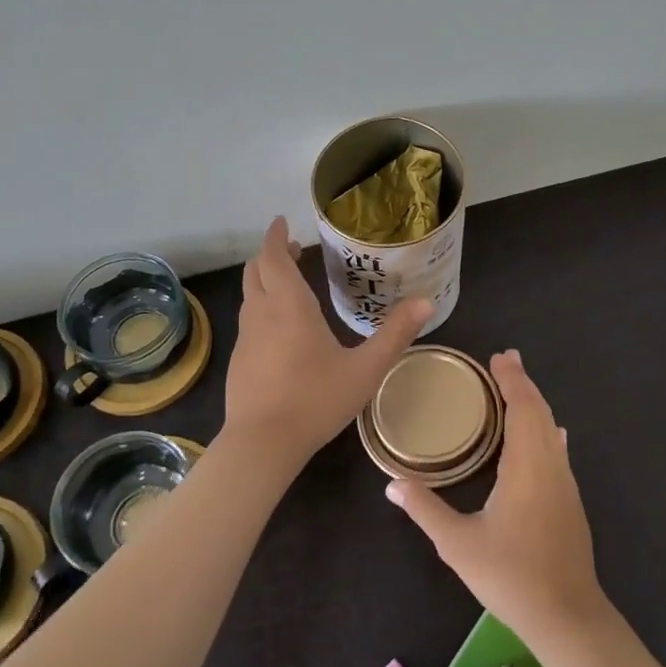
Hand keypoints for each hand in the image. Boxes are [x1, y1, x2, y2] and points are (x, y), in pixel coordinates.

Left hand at [223, 216, 432, 467]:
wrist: (262, 443)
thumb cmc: (315, 400)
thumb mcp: (365, 369)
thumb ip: (395, 335)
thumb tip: (426, 302)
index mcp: (289, 306)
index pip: (273, 257)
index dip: (275, 236)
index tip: (283, 223)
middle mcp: (262, 313)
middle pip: (256, 271)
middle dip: (271, 254)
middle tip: (293, 248)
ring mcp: (246, 337)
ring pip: (250, 295)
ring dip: (265, 280)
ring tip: (290, 282)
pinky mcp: (239, 359)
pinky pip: (249, 320)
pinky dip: (262, 307)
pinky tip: (281, 328)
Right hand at [386, 350, 607, 647]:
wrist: (567, 617)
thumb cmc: (510, 576)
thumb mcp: (457, 544)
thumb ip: (425, 509)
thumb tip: (391, 484)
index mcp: (526, 467)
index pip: (522, 408)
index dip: (512, 380)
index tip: (499, 358)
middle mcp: (550, 467)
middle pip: (540, 412)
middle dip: (523, 383)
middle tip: (505, 360)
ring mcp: (565, 485)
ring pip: (551, 430)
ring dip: (535, 404)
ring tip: (518, 386)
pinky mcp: (570, 502)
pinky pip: (557, 450)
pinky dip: (546, 428)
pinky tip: (550, 434)